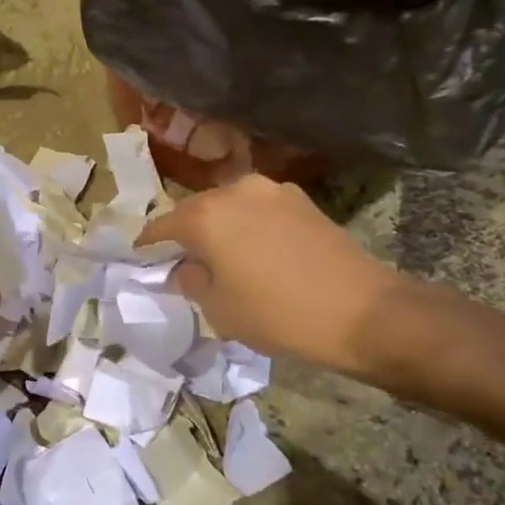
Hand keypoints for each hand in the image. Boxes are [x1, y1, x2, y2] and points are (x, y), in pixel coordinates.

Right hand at [137, 174, 400, 378]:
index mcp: (205, 215)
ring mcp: (272, 190)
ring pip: (229, 207)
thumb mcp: (220, 310)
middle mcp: (235, 191)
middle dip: (186, 234)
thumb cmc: (279, 314)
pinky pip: (259, 210)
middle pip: (196, 210)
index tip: (142, 259)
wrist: (363, 311)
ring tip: (223, 257)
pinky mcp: (301, 200)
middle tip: (183, 261)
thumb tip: (185, 268)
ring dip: (220, 227)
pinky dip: (249, 226)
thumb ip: (191, 282)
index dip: (148, 244)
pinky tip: (257, 252)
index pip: (162, 226)